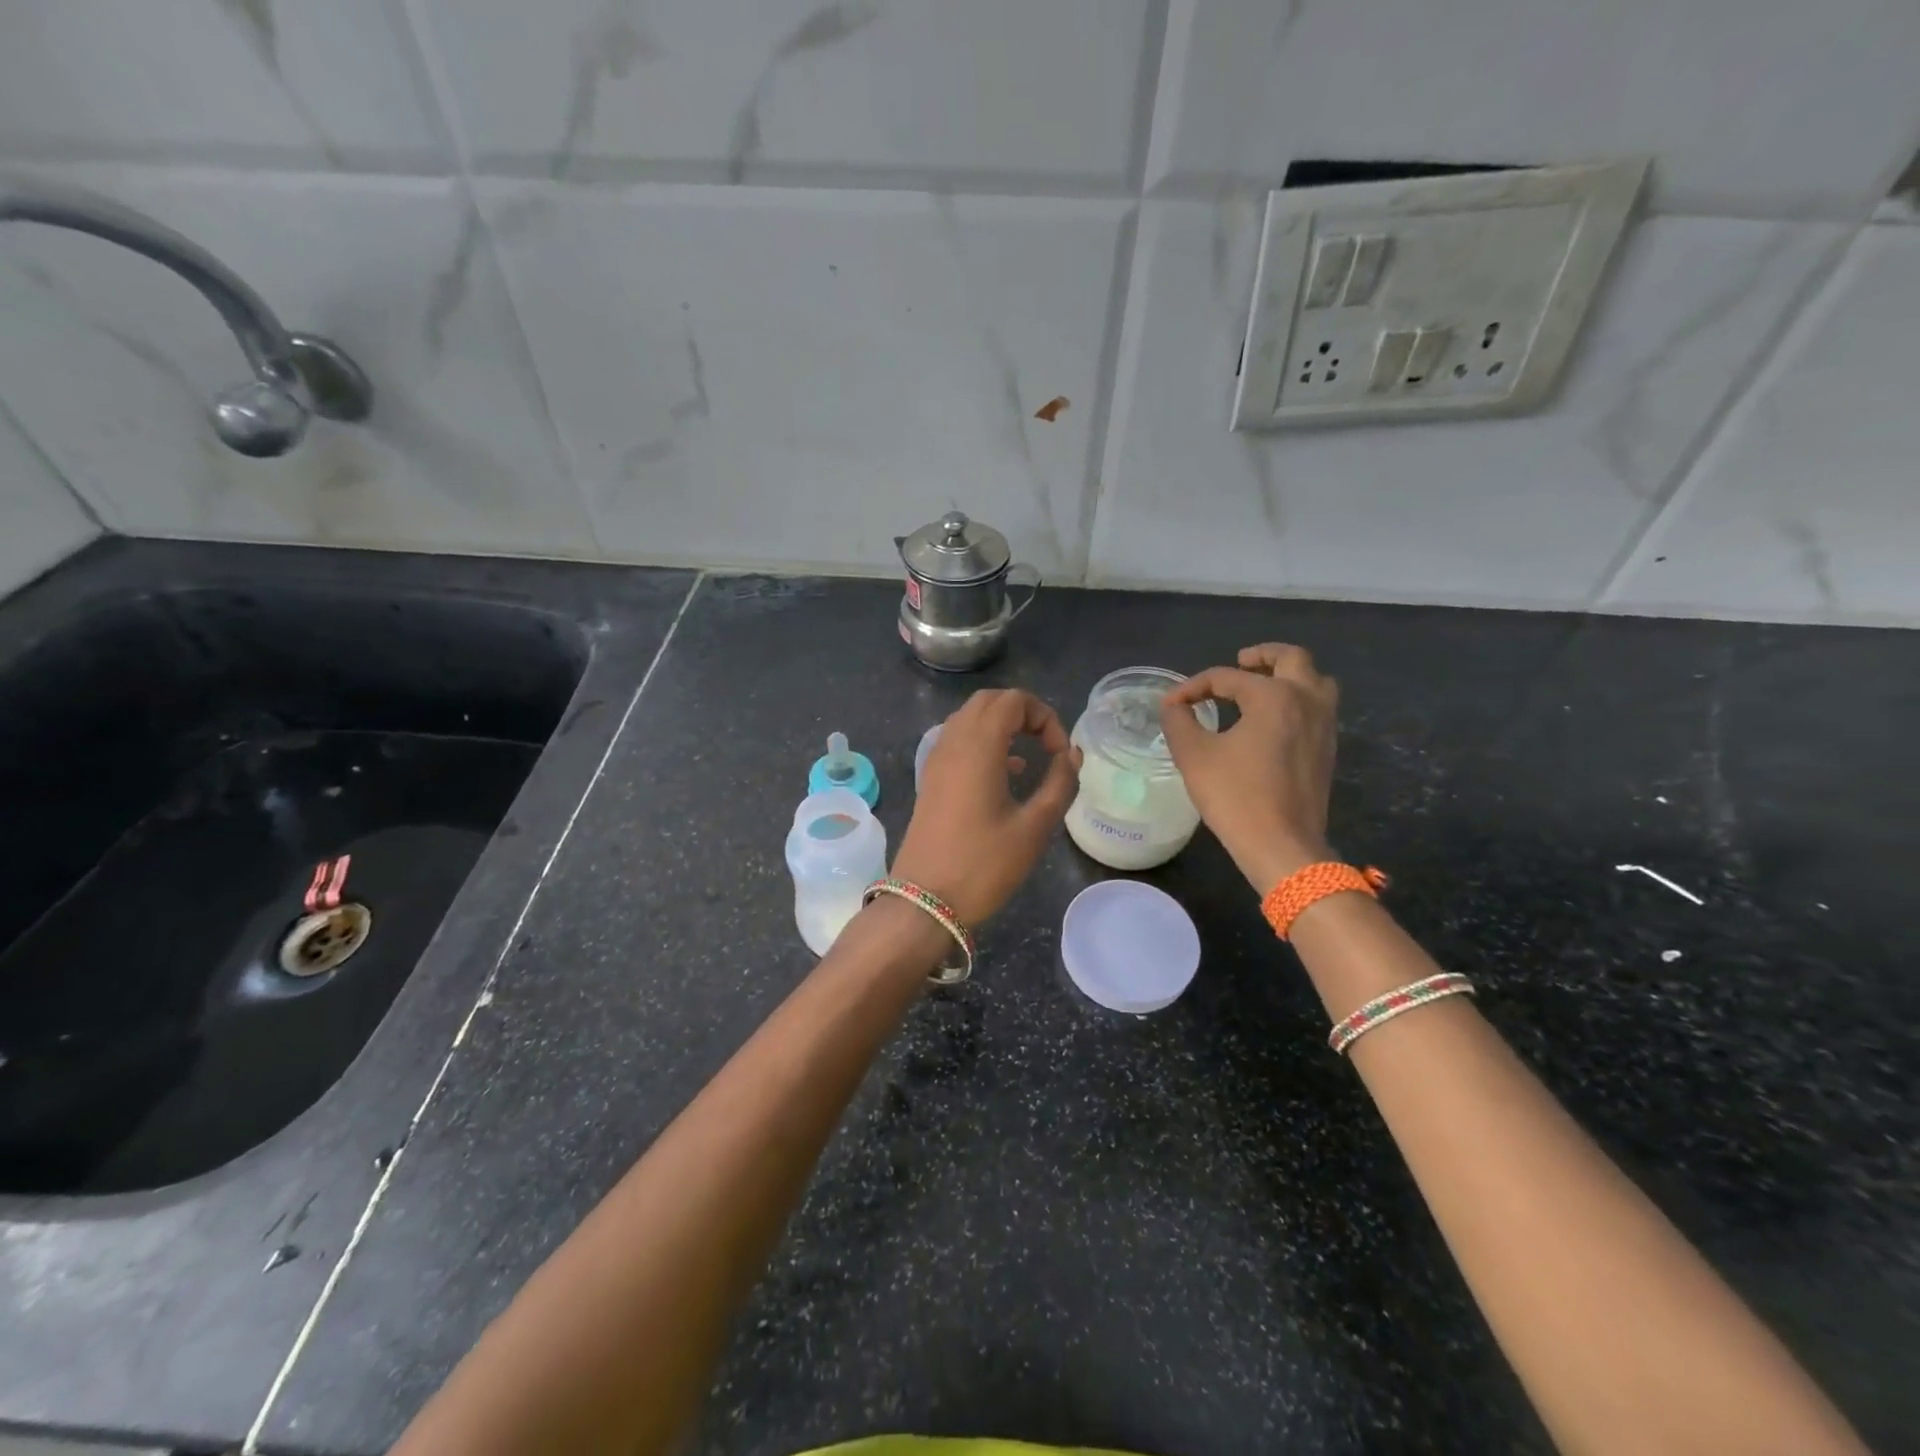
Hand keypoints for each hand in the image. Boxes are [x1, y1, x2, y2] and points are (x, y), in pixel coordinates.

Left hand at [892, 689, 1081, 926]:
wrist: (925, 901)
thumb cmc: (983, 865)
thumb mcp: (1034, 827)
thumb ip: (1060, 784)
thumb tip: (1072, 755)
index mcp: (978, 746)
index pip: (1013, 701)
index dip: (1045, 717)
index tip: (1061, 753)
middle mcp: (952, 743)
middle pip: (988, 702)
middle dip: (1023, 713)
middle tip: (1047, 745)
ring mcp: (936, 760)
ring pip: (969, 720)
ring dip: (1001, 727)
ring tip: (1030, 757)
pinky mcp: (930, 780)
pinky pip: (958, 742)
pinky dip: (984, 744)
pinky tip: (1006, 774)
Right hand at [1159, 643, 1337, 892]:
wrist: (1282, 845)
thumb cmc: (1236, 796)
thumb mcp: (1194, 756)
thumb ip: (1179, 722)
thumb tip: (1173, 706)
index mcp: (1274, 696)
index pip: (1227, 677)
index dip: (1194, 687)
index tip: (1171, 705)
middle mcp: (1306, 701)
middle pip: (1291, 658)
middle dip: (1261, 656)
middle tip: (1238, 663)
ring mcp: (1324, 725)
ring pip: (1315, 681)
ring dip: (1288, 675)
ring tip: (1260, 687)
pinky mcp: (1328, 749)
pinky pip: (1318, 707)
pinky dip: (1296, 700)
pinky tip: (1271, 721)